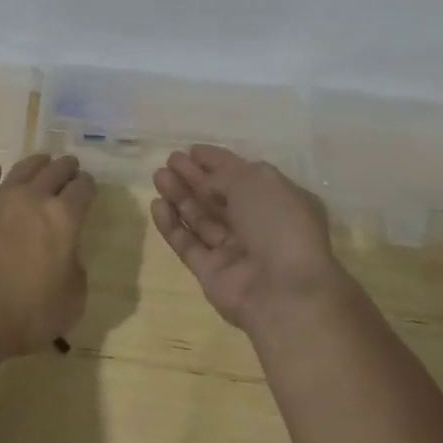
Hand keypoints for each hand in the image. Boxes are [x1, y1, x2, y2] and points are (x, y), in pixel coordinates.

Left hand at [0, 153, 96, 355]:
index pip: (83, 189)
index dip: (88, 185)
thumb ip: (75, 269)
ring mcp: (0, 198)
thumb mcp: (72, 300)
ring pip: (23, 169)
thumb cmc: (27, 313)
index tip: (88, 186)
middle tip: (70, 166)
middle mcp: (34, 198)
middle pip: (55, 171)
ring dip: (36, 163)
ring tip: (41, 161)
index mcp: (64, 218)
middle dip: (66, 167)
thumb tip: (66, 254)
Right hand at [151, 146, 345, 332]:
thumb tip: (206, 181)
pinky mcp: (211, 273)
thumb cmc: (278, 224)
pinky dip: (172, 225)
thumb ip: (225, 174)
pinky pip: (188, 244)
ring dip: (180, 196)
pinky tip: (157, 205)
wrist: (284, 292)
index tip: (192, 150)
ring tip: (159, 176)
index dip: (217, 162)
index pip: (242, 175)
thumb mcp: (257, 181)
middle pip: (218, 196)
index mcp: (278, 201)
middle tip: (169, 160)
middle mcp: (257, 225)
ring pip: (201, 218)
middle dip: (194, 177)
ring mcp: (233, 251)